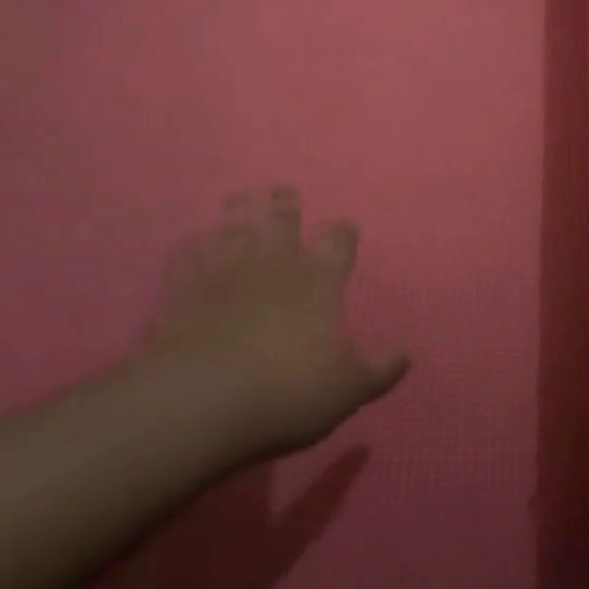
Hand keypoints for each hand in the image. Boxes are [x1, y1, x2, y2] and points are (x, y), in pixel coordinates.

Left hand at [141, 189, 409, 460]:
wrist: (202, 400)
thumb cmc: (288, 389)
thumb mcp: (349, 388)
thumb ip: (379, 369)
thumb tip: (406, 355)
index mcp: (318, 279)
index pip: (338, 243)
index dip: (343, 233)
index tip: (346, 227)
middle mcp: (274, 264)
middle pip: (282, 222)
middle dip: (285, 205)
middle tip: (283, 189)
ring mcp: (225, 272)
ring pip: (234, 229)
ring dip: (239, 212)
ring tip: (240, 198)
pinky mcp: (182, 291)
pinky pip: (186, 257)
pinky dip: (189, 246)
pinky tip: (189, 241)